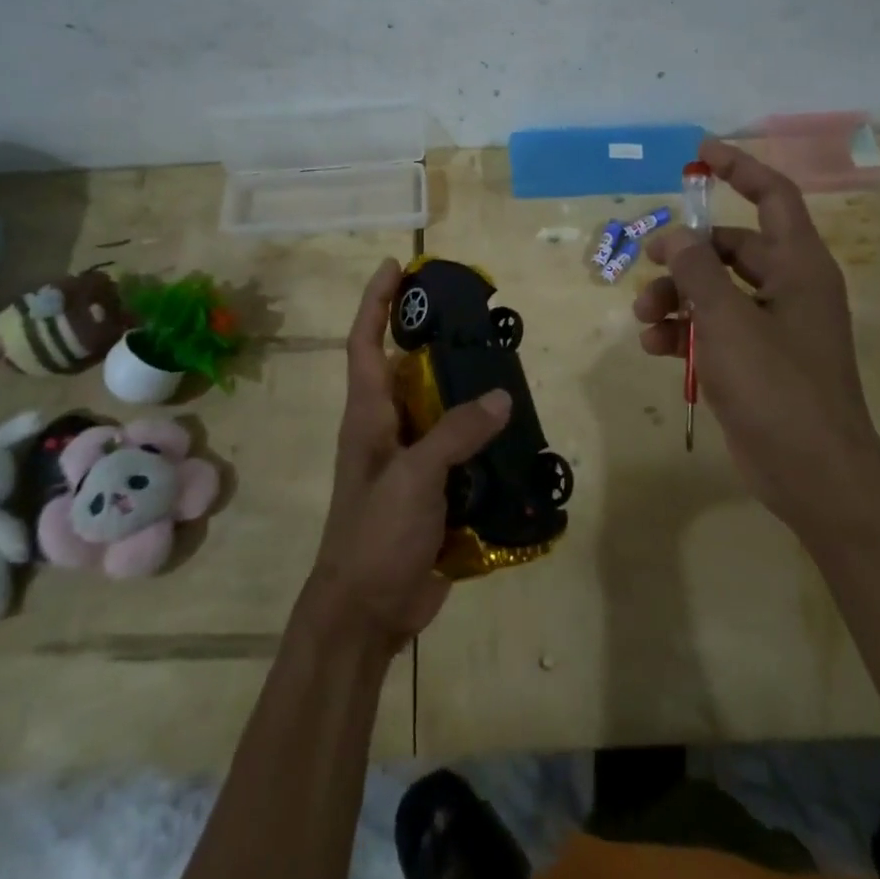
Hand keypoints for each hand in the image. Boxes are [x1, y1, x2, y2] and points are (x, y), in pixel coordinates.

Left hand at [310, 258, 510, 651]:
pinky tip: (515, 432)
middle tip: (474, 315)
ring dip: (465, 388)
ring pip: (439, 408)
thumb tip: (501, 398)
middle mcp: (387, 428)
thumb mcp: (414, 477)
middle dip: (433, 338)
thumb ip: (456, 434)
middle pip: (408, 369)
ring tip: (504, 365)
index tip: (396, 265)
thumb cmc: (375, 534)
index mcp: (368, 415)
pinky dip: (483, 437)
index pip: (364, 342)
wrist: (367, 613)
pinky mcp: (432, 490)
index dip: (376, 301)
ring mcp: (410, 460)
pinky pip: (460, 449)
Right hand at [633, 138, 876, 518]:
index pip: (773, 196)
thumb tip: (673, 237)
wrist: (813, 474)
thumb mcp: (728, 321)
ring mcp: (773, 327)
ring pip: (715, 290)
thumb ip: (697, 271)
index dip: (739, 169)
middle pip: (731, 248)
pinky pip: (714, 328)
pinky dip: (684, 331)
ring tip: (643, 318)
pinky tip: (656, 348)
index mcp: (799, 266)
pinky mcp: (755, 361)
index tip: (700, 153)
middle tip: (648, 262)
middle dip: (686, 255)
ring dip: (676, 297)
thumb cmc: (777, 387)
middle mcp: (789, 288)